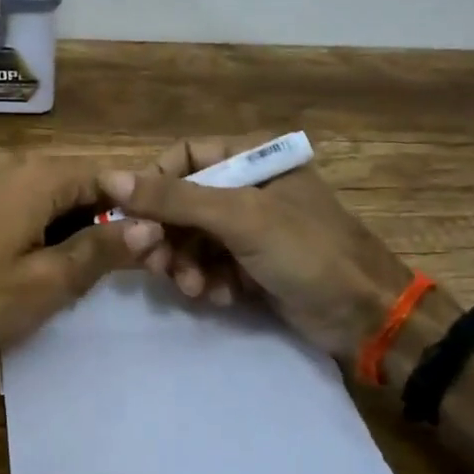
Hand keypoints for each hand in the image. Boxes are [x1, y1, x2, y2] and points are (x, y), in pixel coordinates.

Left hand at [0, 150, 156, 355]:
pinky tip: (49, 265)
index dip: (140, 209)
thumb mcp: (47, 281)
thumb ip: (102, 250)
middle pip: (83, 185)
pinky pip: (29, 206)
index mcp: (40, 175)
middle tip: (130, 268)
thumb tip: (150, 227)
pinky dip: (49, 230)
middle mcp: (17, 164)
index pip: (112, 177)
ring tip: (91, 273)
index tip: (160, 245)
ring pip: (56, 198)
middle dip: (109, 222)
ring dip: (79, 229)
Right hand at [99, 135, 416, 360]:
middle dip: (164, 233)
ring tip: (191, 286)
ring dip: (182, 262)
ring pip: (189, 238)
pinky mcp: (250, 265)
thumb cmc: (307, 251)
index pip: (183, 157)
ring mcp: (249, 229)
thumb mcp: (239, 218)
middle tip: (150, 259)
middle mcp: (247, 187)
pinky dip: (205, 281)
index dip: (152, 183)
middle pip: (180, 202)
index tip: (130, 215)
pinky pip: (208, 265)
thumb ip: (173, 198)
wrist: (365, 315)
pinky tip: (217, 297)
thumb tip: (108, 177)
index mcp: (251, 158)